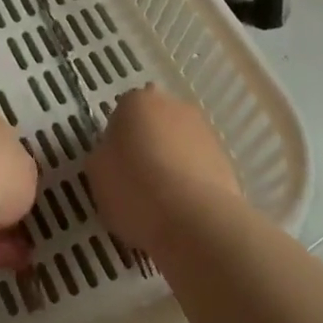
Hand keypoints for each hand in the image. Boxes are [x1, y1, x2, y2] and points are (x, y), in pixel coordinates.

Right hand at [86, 84, 241, 253]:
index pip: (122, 113)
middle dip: (148, 145)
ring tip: (162, 203)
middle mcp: (174, 106)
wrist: (195, 221)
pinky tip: (183, 211)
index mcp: (137, 101)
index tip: (115, 167)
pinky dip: (191, 182)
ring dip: (172, 163)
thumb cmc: (135, 189)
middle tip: (137, 181)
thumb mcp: (97, 173)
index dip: (117, 141)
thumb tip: (113, 155)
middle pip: (154, 123)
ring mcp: (204, 131)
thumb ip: (103, 155)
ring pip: (179, 144)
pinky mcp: (226, 160)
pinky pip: (199, 168)